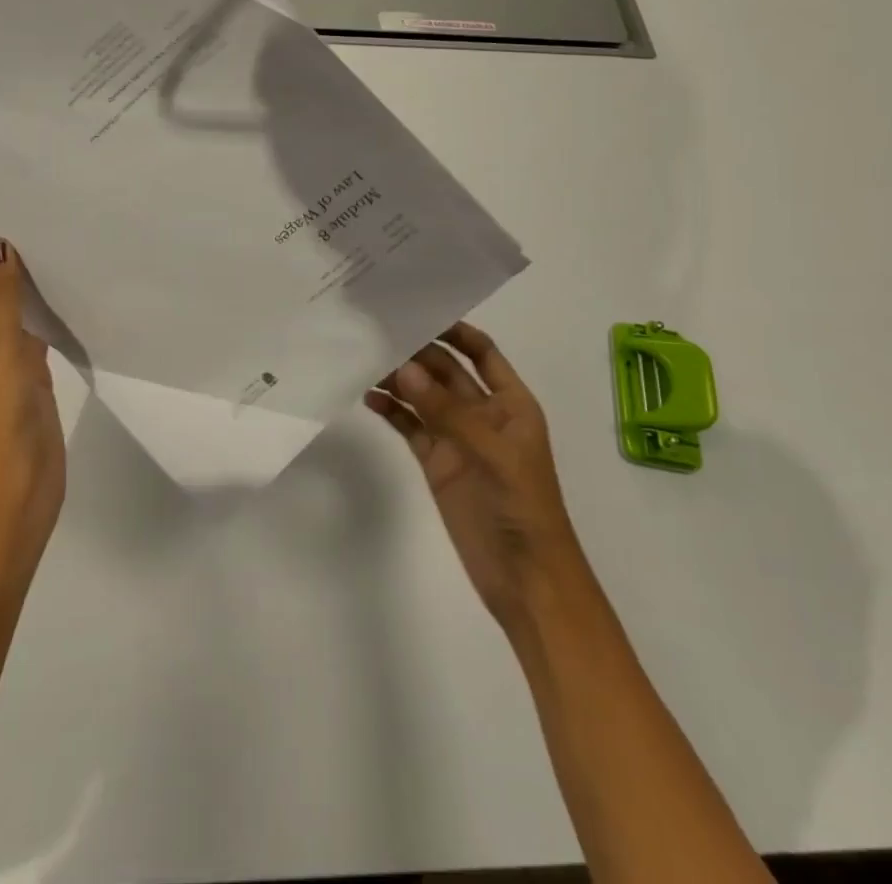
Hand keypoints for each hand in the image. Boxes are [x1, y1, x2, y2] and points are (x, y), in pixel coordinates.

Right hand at [366, 323, 578, 633]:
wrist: (527, 580)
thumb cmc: (523, 508)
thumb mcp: (493, 454)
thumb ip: (448, 411)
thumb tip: (405, 368)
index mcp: (510, 403)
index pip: (482, 352)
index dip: (456, 330)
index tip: (419, 310)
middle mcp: (482, 413)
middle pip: (446, 371)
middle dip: (417, 352)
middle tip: (377, 332)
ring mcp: (456, 437)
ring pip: (423, 396)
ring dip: (399, 379)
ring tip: (365, 360)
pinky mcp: (435, 461)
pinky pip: (410, 426)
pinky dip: (391, 410)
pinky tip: (368, 397)